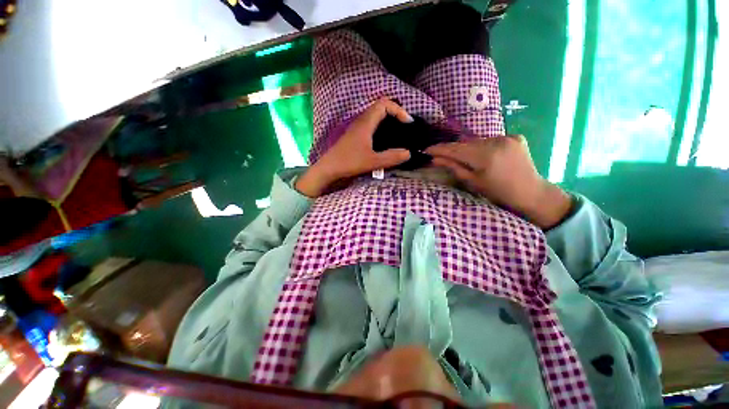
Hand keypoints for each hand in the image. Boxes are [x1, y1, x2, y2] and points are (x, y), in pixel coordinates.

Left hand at [296, 98, 411, 196]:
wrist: (329, 168)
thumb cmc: (349, 162)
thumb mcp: (372, 161)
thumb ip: (391, 157)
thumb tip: (408, 153)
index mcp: (366, 122)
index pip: (384, 104)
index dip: (399, 110)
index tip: (408, 123)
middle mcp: (361, 120)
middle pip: (381, 106)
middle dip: (396, 113)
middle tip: (405, 126)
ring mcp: (357, 127)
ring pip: (375, 115)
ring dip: (388, 119)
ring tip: (398, 132)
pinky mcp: (355, 134)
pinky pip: (372, 124)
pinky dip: (382, 126)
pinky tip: (385, 140)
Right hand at [425, 135, 572, 228]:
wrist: (531, 193)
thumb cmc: (499, 192)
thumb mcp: (473, 182)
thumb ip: (454, 167)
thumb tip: (435, 159)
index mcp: (485, 156)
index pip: (455, 149)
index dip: (439, 149)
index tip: (426, 150)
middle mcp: (496, 141)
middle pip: (465, 143)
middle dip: (452, 149)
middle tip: (440, 155)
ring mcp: (507, 137)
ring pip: (477, 141)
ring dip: (467, 148)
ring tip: (462, 157)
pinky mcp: (515, 137)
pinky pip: (490, 140)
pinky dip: (482, 146)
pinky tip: (482, 155)